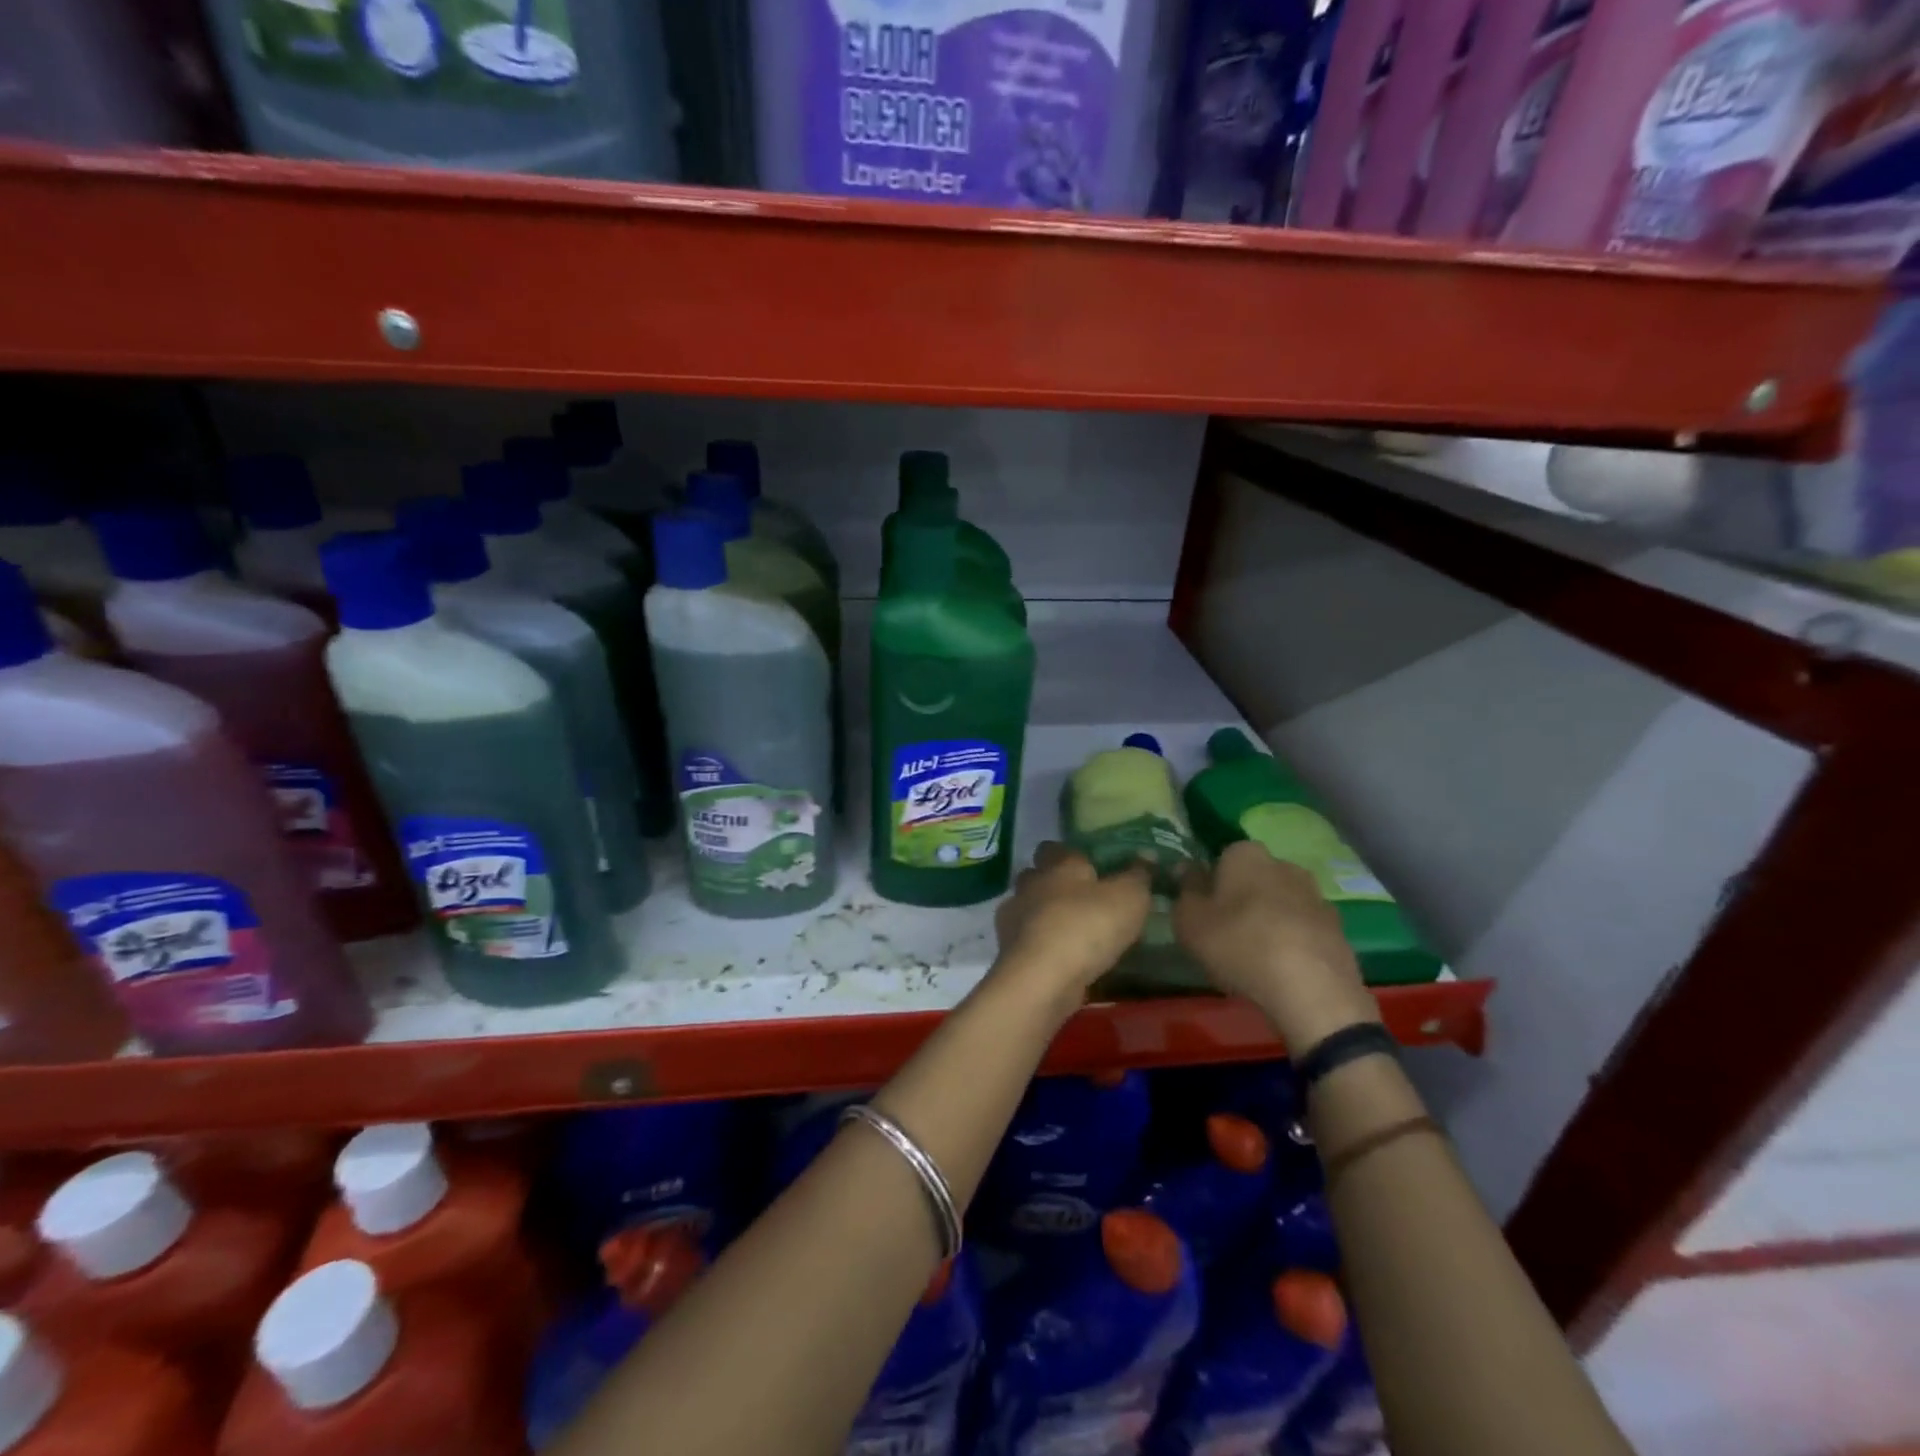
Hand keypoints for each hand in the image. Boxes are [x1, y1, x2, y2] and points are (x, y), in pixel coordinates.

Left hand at [991, 842, 1151, 1016]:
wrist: (1042, 978)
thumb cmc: (1088, 926)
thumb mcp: (1129, 898)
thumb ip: (1138, 876)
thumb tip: (1146, 855)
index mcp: (1058, 864)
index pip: (1055, 847)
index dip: (1069, 855)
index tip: (1088, 867)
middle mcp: (1030, 884)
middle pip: (1036, 876)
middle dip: (1053, 885)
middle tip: (1081, 901)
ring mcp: (1014, 917)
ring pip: (1028, 908)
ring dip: (1044, 917)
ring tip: (1070, 934)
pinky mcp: (1009, 950)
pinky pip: (1026, 940)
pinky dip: (1039, 945)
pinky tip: (1058, 959)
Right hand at [1173, 841, 1377, 1050]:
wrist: (1312, 990)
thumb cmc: (1239, 945)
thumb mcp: (1189, 920)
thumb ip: (1185, 890)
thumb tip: (1186, 869)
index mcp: (1245, 854)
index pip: (1221, 856)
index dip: (1210, 882)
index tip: (1203, 909)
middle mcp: (1283, 864)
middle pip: (1253, 878)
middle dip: (1241, 898)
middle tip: (1225, 932)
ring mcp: (1315, 894)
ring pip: (1280, 902)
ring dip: (1268, 919)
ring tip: (1255, 956)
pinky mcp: (1337, 926)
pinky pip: (1303, 927)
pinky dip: (1292, 940)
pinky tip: (1282, 969)